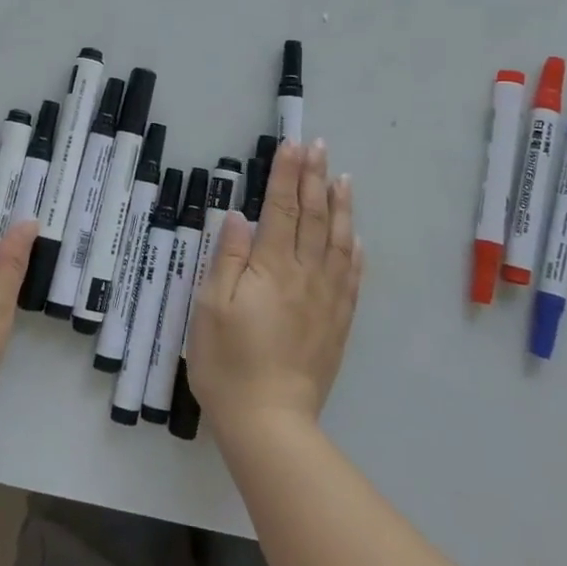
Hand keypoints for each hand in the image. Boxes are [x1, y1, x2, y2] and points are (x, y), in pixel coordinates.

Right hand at [186, 139, 362, 431]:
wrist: (269, 421)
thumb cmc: (227, 362)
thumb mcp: (210, 307)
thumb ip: (227, 258)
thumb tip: (239, 217)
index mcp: (271, 268)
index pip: (280, 209)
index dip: (286, 175)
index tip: (292, 144)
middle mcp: (305, 275)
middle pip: (312, 217)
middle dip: (314, 178)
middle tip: (319, 146)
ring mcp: (326, 300)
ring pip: (337, 242)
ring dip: (340, 206)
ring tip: (343, 178)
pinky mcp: (337, 324)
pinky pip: (351, 278)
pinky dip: (354, 252)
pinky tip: (356, 238)